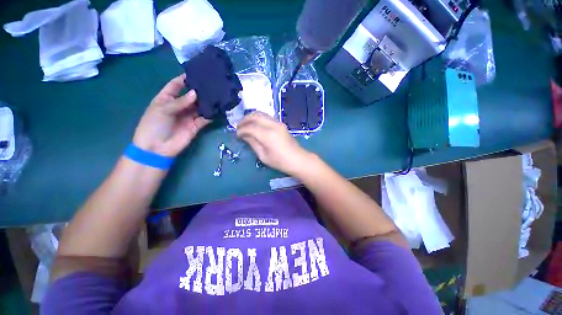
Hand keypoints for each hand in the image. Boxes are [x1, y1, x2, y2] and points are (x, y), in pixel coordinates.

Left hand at [132, 74, 209, 156]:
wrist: (157, 148)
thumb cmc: (154, 125)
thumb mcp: (162, 110)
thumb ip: (180, 102)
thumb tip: (195, 93)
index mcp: (166, 98)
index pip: (176, 85)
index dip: (184, 78)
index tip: (196, 72)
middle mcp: (179, 105)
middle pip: (191, 95)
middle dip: (200, 90)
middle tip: (212, 83)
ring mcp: (189, 116)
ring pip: (200, 106)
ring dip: (207, 102)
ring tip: (217, 94)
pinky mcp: (197, 125)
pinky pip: (205, 118)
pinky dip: (211, 114)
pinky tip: (218, 109)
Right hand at [236, 112, 312, 175]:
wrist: (298, 159)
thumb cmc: (280, 162)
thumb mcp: (263, 156)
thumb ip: (253, 143)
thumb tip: (244, 135)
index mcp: (268, 135)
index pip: (250, 127)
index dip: (241, 130)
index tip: (236, 135)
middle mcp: (273, 125)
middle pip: (255, 116)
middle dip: (244, 120)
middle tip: (238, 128)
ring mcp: (278, 123)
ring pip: (261, 114)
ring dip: (251, 117)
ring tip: (244, 125)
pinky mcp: (281, 124)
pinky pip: (266, 117)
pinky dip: (258, 118)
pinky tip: (254, 125)